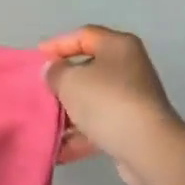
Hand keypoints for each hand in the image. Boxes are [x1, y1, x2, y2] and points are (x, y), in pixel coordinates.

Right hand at [40, 26, 184, 184]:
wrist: (148, 147)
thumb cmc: (107, 101)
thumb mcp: (70, 80)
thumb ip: (55, 72)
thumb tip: (53, 71)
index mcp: (118, 46)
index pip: (83, 35)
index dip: (58, 44)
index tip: (36, 58)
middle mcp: (129, 68)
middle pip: (88, 69)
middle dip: (62, 83)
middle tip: (40, 92)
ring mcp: (133, 99)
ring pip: (93, 101)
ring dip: (68, 114)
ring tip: (44, 125)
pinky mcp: (133, 128)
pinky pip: (100, 126)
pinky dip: (80, 136)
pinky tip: (58, 150)